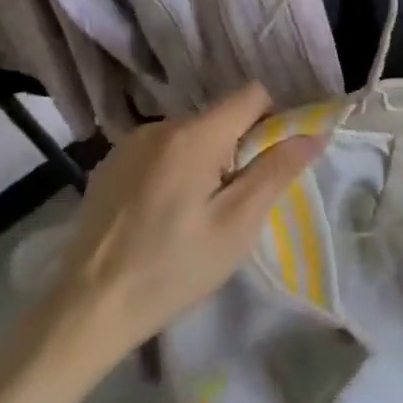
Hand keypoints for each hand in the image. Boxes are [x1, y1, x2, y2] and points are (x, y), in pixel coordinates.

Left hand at [37, 84, 322, 376]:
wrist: (87, 309)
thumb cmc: (173, 267)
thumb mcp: (237, 225)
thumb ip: (276, 171)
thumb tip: (315, 133)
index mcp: (195, 134)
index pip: (252, 94)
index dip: (272, 120)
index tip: (269, 164)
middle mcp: (161, 125)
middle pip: (220, 117)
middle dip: (237, 149)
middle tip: (231, 204)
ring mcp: (130, 143)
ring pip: (190, 135)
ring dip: (204, 160)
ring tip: (192, 215)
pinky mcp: (109, 164)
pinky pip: (160, 151)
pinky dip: (173, 170)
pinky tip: (160, 215)